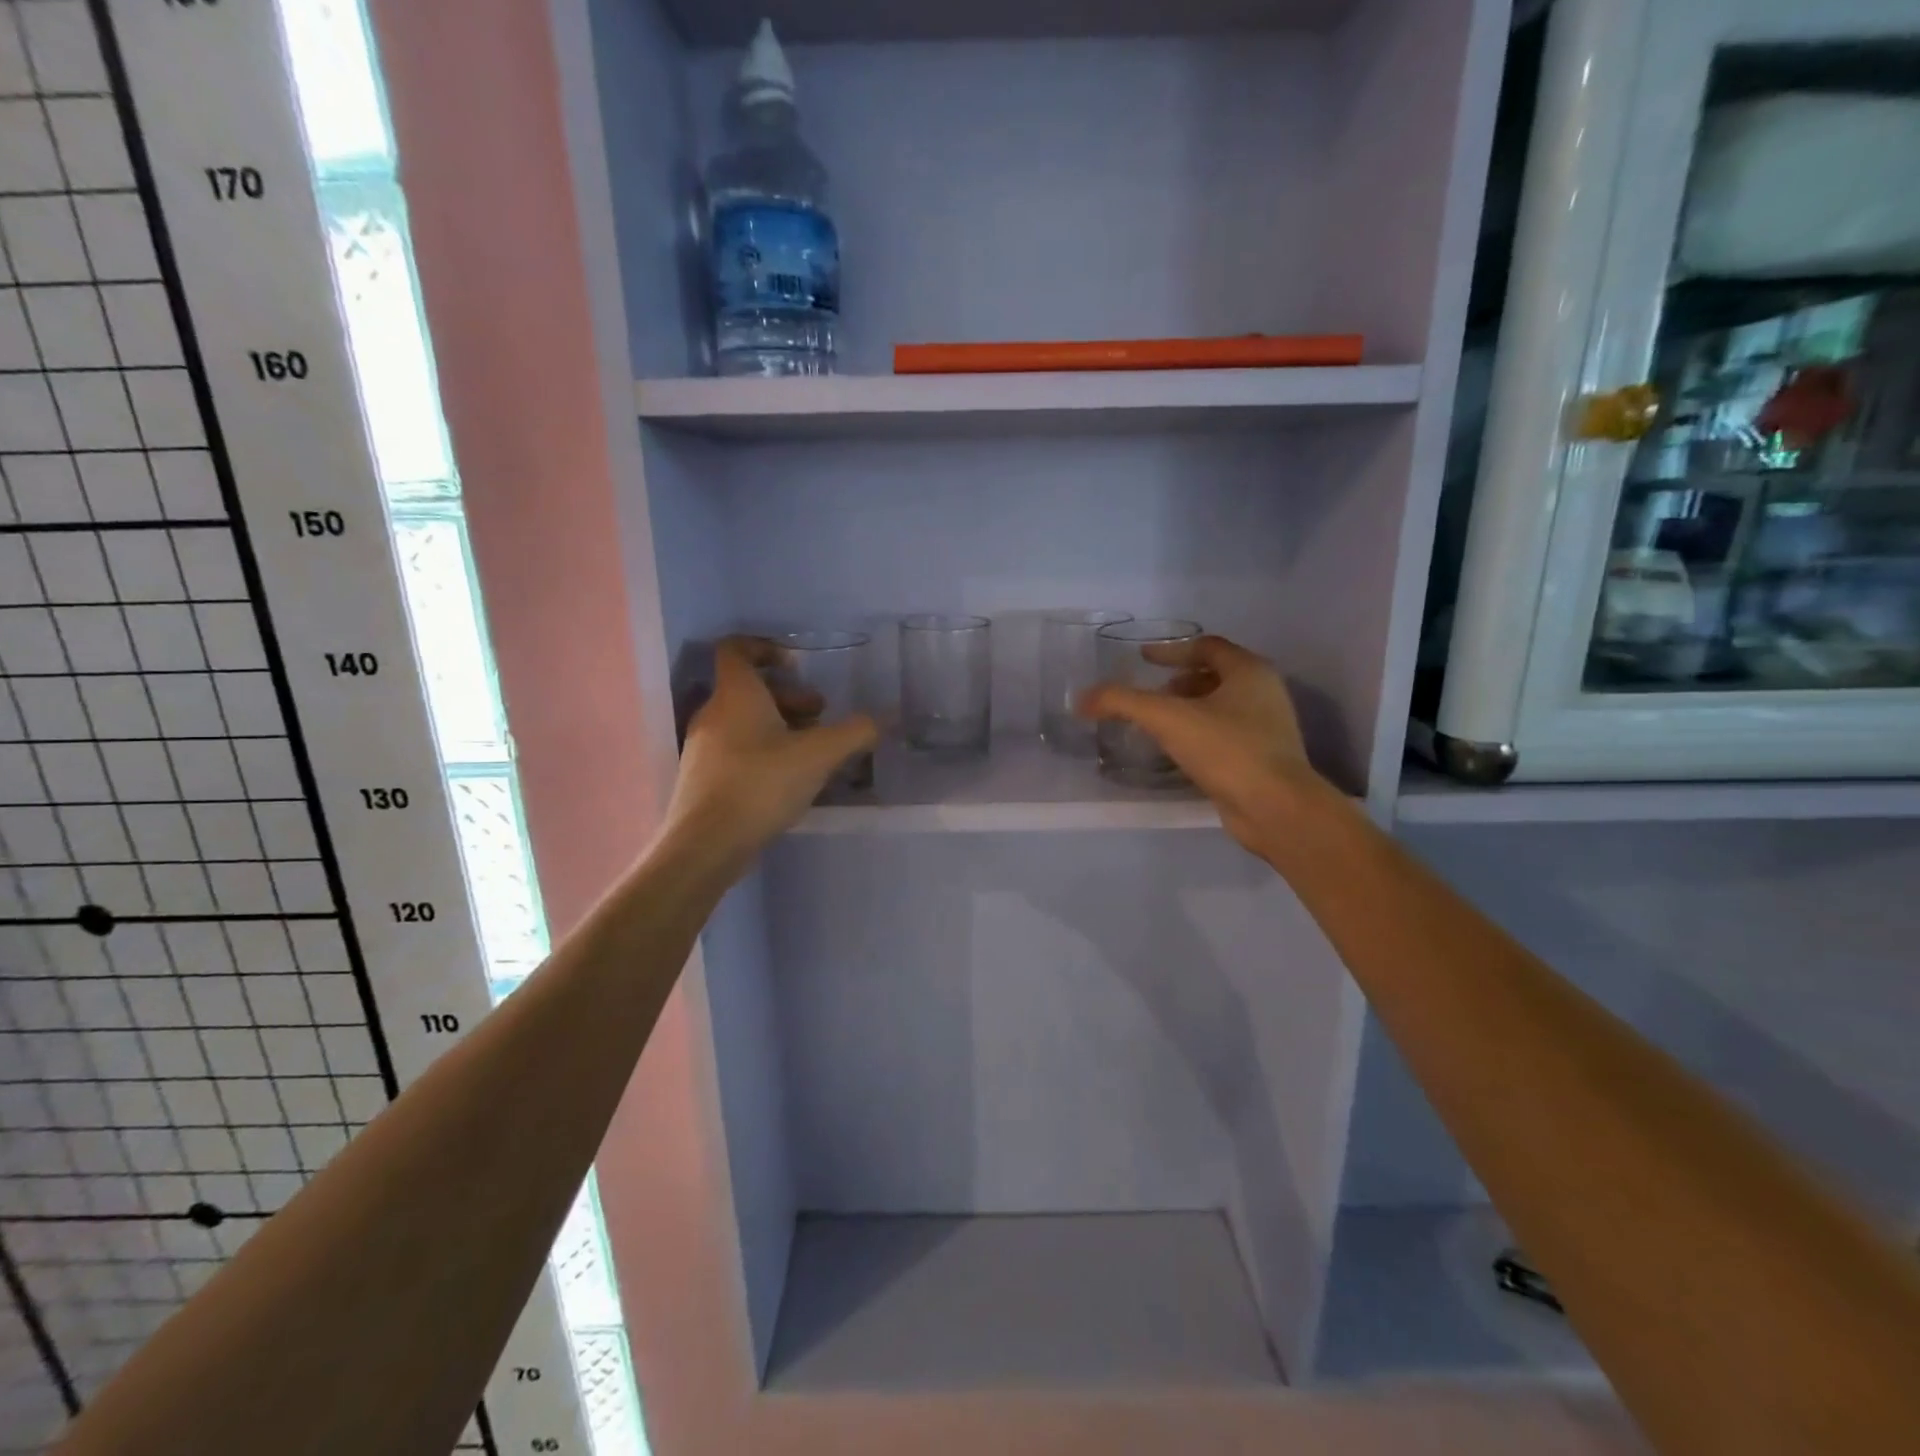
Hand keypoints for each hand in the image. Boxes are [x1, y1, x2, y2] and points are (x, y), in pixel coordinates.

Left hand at [663, 637, 877, 870]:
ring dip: (779, 726)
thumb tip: (878, 720)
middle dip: (788, 697)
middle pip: (749, 689)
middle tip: (820, 716)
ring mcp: (703, 746)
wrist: (708, 842)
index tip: (796, 666)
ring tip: (811, 751)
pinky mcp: (703, 777)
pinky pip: (736, 749)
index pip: (736, 649)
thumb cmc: (762, 784)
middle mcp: (713, 712)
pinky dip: (764, 751)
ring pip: (744, 721)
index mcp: (736, 694)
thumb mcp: (819, 755)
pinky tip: (788, 779)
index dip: (765, 648)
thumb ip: (854, 732)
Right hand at [1078, 634, 1324, 855]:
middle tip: (1148, 695)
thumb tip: (1082, 699)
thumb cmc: (1227, 749)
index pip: (1207, 646)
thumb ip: (1122, 702)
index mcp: (1249, 671)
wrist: (1275, 807)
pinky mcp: (1261, 759)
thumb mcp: (1167, 718)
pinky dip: (1197, 735)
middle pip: (1215, 676)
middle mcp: (1263, 693)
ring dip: (1187, 710)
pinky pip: (1223, 736)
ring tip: (1156, 724)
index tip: (1142, 658)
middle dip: (1178, 682)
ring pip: (1220, 707)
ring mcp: (1266, 728)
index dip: (1171, 650)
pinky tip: (1175, 752)